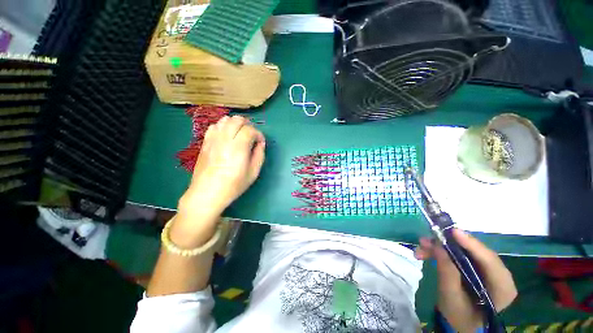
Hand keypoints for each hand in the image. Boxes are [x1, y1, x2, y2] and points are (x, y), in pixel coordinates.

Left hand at [179, 115, 265, 219]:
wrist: (207, 193)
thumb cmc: (233, 185)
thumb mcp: (253, 172)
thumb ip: (259, 155)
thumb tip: (261, 143)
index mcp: (238, 148)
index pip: (250, 130)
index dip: (258, 134)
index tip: (260, 142)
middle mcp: (225, 139)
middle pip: (237, 120)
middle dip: (248, 124)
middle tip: (251, 136)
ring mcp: (213, 139)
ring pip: (225, 120)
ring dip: (235, 124)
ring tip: (240, 134)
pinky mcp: (205, 142)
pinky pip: (214, 126)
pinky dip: (223, 127)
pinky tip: (226, 136)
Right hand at [415, 229, 516, 332]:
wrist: (459, 322)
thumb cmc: (458, 315)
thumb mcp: (451, 297)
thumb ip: (447, 273)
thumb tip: (438, 246)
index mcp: (502, 288)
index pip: (491, 262)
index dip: (472, 245)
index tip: (453, 231)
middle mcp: (498, 275)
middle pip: (474, 253)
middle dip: (448, 245)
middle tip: (426, 241)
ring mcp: (486, 269)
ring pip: (463, 251)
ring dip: (439, 248)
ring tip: (420, 249)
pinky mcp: (475, 266)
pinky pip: (457, 253)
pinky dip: (440, 251)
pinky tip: (424, 253)